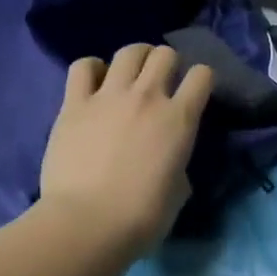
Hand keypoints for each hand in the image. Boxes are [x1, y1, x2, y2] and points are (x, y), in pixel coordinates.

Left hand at [39, 44, 212, 255]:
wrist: (88, 223)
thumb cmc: (142, 216)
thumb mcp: (179, 191)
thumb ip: (178, 165)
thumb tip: (170, 163)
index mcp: (180, 119)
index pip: (202, 75)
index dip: (201, 80)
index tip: (194, 93)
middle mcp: (148, 97)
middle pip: (164, 54)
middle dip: (167, 63)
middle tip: (160, 82)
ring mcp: (108, 96)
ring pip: (128, 52)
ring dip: (134, 59)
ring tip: (129, 75)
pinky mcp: (74, 104)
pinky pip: (83, 67)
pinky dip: (92, 69)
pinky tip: (94, 83)